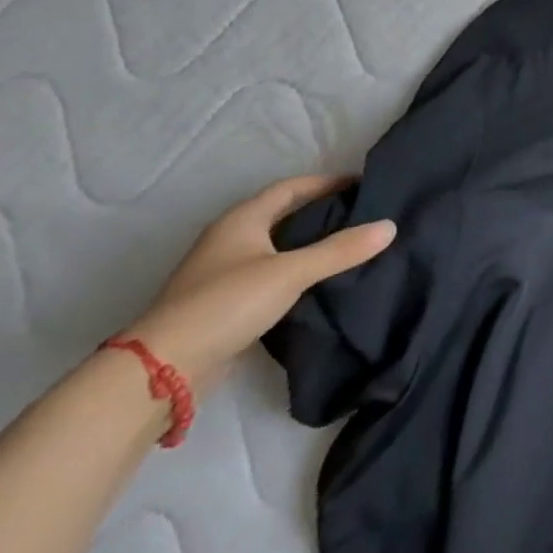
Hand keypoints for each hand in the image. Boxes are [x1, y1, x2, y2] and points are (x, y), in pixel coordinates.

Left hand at [125, 176, 395, 395]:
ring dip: (311, 243)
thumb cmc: (226, 304)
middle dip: (323, 211)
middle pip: (284, 215)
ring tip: (352, 245)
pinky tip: (323, 280)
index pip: (291, 188)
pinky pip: (273, 274)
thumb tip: (390, 226)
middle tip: (364, 213)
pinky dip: (299, 270)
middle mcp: (231, 239)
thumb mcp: (291, 272)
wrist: (163, 369)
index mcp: (242, 220)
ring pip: (279, 246)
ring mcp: (225, 273)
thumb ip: (341, 250)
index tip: (363, 184)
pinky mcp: (226, 303)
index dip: (326, 182)